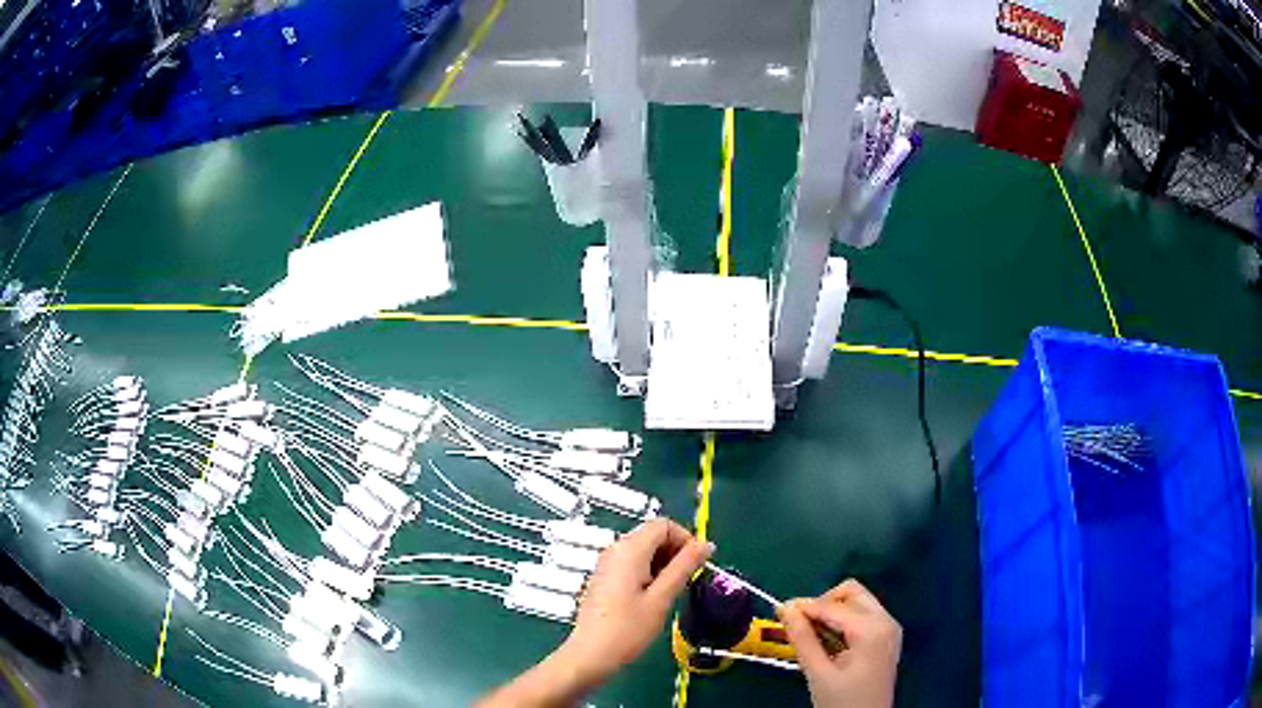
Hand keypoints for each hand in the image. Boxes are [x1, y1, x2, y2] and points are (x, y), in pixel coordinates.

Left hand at [558, 519, 713, 686]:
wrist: (590, 655)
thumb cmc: (628, 629)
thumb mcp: (662, 598)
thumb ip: (685, 567)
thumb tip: (706, 545)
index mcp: (629, 550)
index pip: (663, 525)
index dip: (685, 539)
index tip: (698, 565)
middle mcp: (615, 550)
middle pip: (652, 535)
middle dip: (676, 552)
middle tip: (688, 580)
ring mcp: (607, 564)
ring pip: (643, 550)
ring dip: (664, 563)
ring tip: (672, 592)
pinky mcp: (604, 579)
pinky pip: (632, 564)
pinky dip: (649, 572)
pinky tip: (654, 598)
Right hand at [779, 580, 901, 707]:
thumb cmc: (842, 702)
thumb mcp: (818, 673)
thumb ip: (803, 639)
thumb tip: (786, 610)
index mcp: (871, 630)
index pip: (833, 607)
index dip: (804, 606)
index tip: (778, 610)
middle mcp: (886, 621)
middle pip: (851, 593)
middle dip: (822, 603)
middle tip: (799, 624)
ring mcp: (889, 628)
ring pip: (857, 602)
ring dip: (832, 612)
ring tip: (810, 634)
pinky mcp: (887, 637)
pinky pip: (863, 616)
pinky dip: (843, 621)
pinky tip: (827, 640)